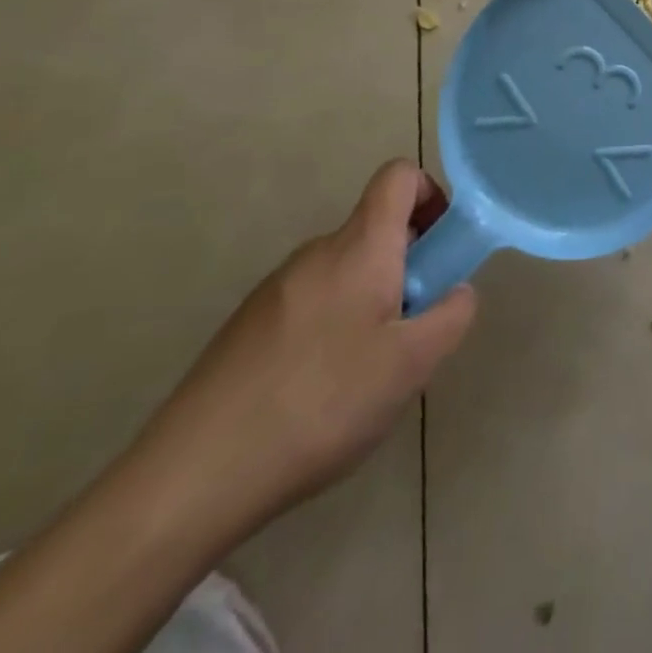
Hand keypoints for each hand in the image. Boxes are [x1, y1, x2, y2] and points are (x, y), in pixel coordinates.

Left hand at [134, 160, 476, 540]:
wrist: (194, 475)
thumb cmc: (321, 403)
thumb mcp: (412, 365)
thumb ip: (451, 315)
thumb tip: (457, 291)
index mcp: (360, 246)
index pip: (399, 176)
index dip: (430, 194)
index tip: (442, 247)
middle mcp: (317, 252)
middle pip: (376, 229)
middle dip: (408, 266)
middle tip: (413, 329)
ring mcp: (276, 288)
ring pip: (346, 272)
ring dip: (373, 300)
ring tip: (367, 374)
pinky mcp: (248, 325)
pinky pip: (312, 302)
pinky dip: (334, 326)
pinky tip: (321, 393)